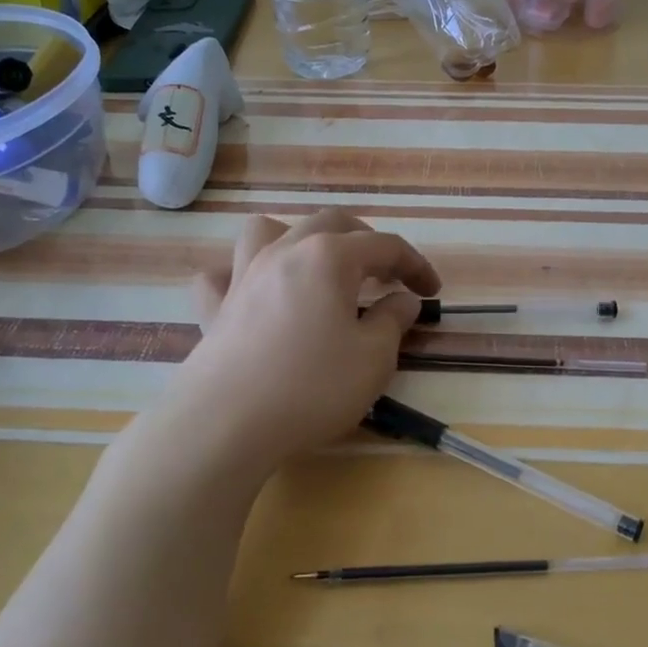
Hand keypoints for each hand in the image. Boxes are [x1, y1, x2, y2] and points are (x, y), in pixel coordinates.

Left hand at [175, 210, 440, 462]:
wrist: (226, 423)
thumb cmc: (312, 386)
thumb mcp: (373, 358)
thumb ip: (393, 320)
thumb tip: (402, 300)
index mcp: (329, 257)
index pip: (385, 245)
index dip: (415, 264)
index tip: (432, 291)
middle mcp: (285, 252)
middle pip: (331, 224)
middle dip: (366, 241)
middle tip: (386, 274)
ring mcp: (243, 276)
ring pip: (267, 230)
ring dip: (297, 238)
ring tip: (314, 266)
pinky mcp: (214, 308)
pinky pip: (222, 276)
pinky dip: (239, 276)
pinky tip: (253, 294)